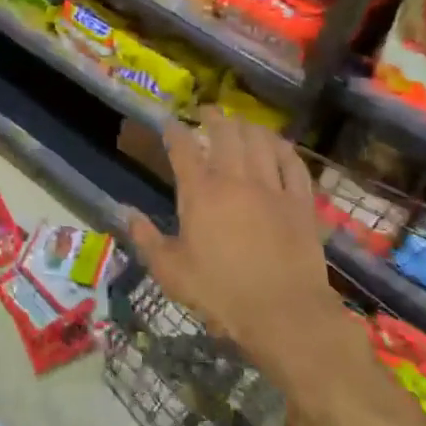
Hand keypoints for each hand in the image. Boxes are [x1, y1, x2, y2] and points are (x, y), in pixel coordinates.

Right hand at [129, 111, 340, 380]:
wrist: (284, 314)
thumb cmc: (221, 293)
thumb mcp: (171, 272)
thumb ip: (146, 239)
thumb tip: (125, 213)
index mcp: (200, 193)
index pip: (183, 148)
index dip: (174, 131)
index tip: (169, 123)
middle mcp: (235, 179)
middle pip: (225, 133)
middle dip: (213, 117)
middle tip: (207, 111)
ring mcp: (271, 188)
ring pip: (260, 141)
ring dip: (248, 126)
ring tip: (241, 123)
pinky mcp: (300, 202)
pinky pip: (293, 164)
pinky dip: (283, 149)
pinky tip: (278, 146)